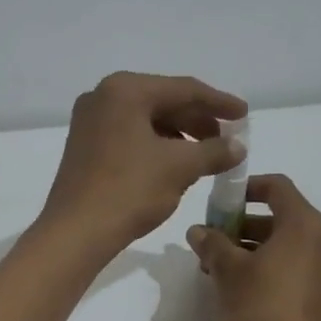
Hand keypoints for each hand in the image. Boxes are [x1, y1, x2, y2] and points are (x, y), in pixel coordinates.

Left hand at [39, 72, 247, 253]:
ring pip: (145, 120)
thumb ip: (214, 151)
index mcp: (124, 90)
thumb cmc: (129, 190)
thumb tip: (237, 147)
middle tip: (227, 140)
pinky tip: (175, 165)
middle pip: (162, 101)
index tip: (244, 116)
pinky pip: (129, 136)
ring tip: (205, 156)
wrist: (76, 231)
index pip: (183, 89)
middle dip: (198, 121)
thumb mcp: (180, 167)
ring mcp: (89, 122)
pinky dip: (155, 146)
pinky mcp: (84, 146)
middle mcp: (102, 97)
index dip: (219, 103)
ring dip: (178, 136)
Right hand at [186, 174, 320, 320]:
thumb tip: (199, 232)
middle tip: (218, 243)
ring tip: (228, 270)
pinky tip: (253, 291)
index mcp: (307, 226)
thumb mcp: (226, 271)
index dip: (247, 189)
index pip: (278, 188)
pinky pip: (306, 272)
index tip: (221, 205)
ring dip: (263, 250)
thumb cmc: (258, 309)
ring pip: (296, 248)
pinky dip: (281, 271)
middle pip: (287, 219)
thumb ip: (212, 243)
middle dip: (249, 226)